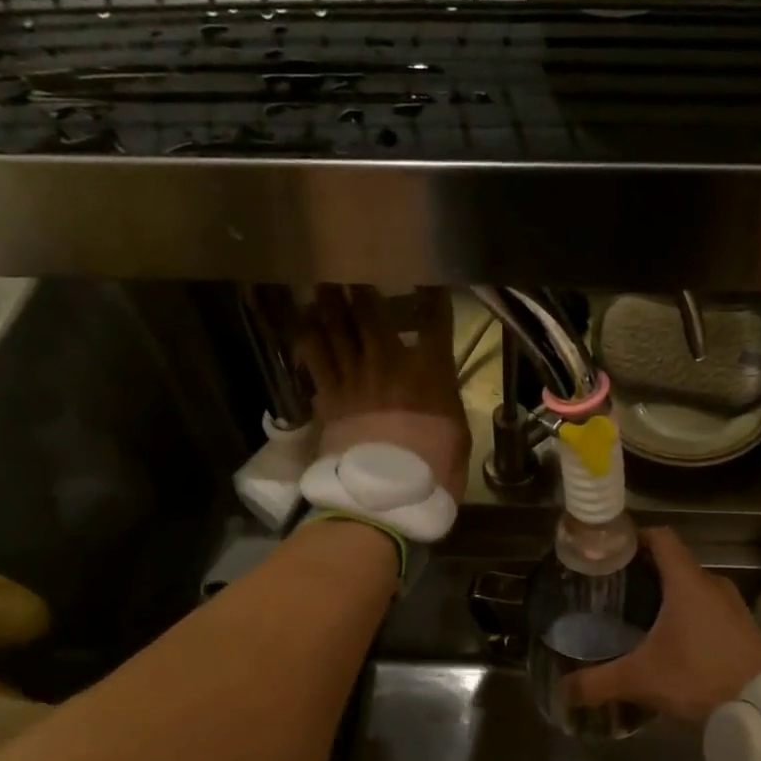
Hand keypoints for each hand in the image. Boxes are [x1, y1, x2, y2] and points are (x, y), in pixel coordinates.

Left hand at [295, 285, 471, 501]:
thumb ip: (446, 402)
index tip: (428, 273)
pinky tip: (301, 321)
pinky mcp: (328, 396)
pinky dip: (306, 336)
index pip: (434, 317)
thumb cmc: (434, 473)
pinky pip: (312, 356)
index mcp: (430, 371)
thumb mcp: (458, 436)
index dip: (431, 291)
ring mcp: (354, 377)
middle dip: (361, 282)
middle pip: (371, 310)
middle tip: (352, 260)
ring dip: (329, 300)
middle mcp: (389, 362)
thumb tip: (439, 391)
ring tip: (323, 280)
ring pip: (336, 325)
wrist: (385, 500)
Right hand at [569, 528, 760, 723]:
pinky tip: (679, 643)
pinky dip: (694, 616)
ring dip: (673, 596)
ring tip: (644, 617)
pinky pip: (714, 610)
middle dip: (648, 572)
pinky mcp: (748, 629)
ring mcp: (736, 607)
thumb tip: (562, 690)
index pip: (661, 538)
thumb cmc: (698, 679)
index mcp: (688, 583)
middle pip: (676, 564)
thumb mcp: (640, 680)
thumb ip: (597, 683)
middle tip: (619, 590)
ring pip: (696, 589)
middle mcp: (714, 585)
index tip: (613, 550)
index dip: (636, 536)